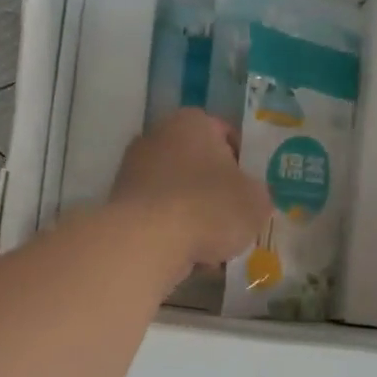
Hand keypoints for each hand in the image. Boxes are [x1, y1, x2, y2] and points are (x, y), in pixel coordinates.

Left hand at [109, 109, 271, 271]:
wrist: (147, 241)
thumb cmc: (209, 207)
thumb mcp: (256, 201)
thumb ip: (258, 193)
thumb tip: (250, 197)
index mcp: (191, 121)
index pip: (225, 133)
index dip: (243, 162)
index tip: (252, 189)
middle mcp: (156, 136)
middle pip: (197, 164)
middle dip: (214, 190)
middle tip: (234, 218)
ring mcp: (132, 170)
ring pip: (176, 192)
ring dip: (194, 215)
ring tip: (213, 246)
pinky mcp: (119, 203)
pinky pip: (157, 215)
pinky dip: (171, 231)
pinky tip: (188, 255)